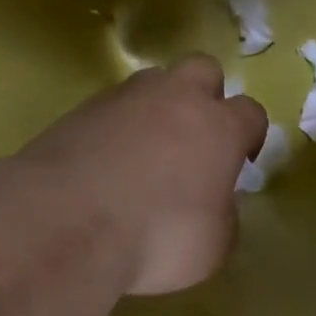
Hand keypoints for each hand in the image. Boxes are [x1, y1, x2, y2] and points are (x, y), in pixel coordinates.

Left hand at [15, 55, 268, 294]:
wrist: (64, 224)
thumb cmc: (157, 238)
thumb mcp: (212, 246)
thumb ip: (223, 215)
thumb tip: (214, 202)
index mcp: (219, 127)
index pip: (251, 112)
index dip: (250, 134)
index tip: (241, 160)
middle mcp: (175, 99)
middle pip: (203, 70)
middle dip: (205, 96)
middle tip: (195, 138)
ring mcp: (123, 98)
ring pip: (153, 81)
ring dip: (157, 106)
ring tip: (145, 149)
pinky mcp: (80, 109)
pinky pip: (110, 106)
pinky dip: (116, 127)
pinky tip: (105, 162)